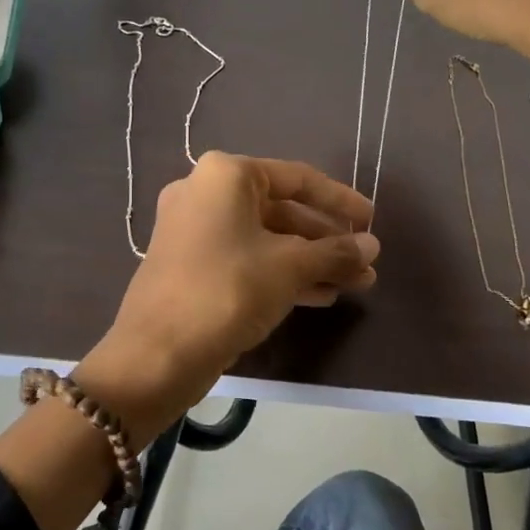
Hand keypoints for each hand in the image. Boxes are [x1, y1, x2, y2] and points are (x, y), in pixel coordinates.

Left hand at [78, 154, 378, 438]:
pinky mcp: (191, 265)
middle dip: (327, 239)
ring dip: (310, 260)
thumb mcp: (289, 268)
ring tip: (354, 284)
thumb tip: (372, 247)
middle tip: (364, 263)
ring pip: (265, 239)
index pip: (297, 178)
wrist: (157, 354)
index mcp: (225, 175)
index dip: (340, 200)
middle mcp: (205, 193)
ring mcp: (193, 230)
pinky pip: (246, 259)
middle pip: (281, 210)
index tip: (371, 221)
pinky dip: (281, 273)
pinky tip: (319, 296)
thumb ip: (335, 252)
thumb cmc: (228, 291)